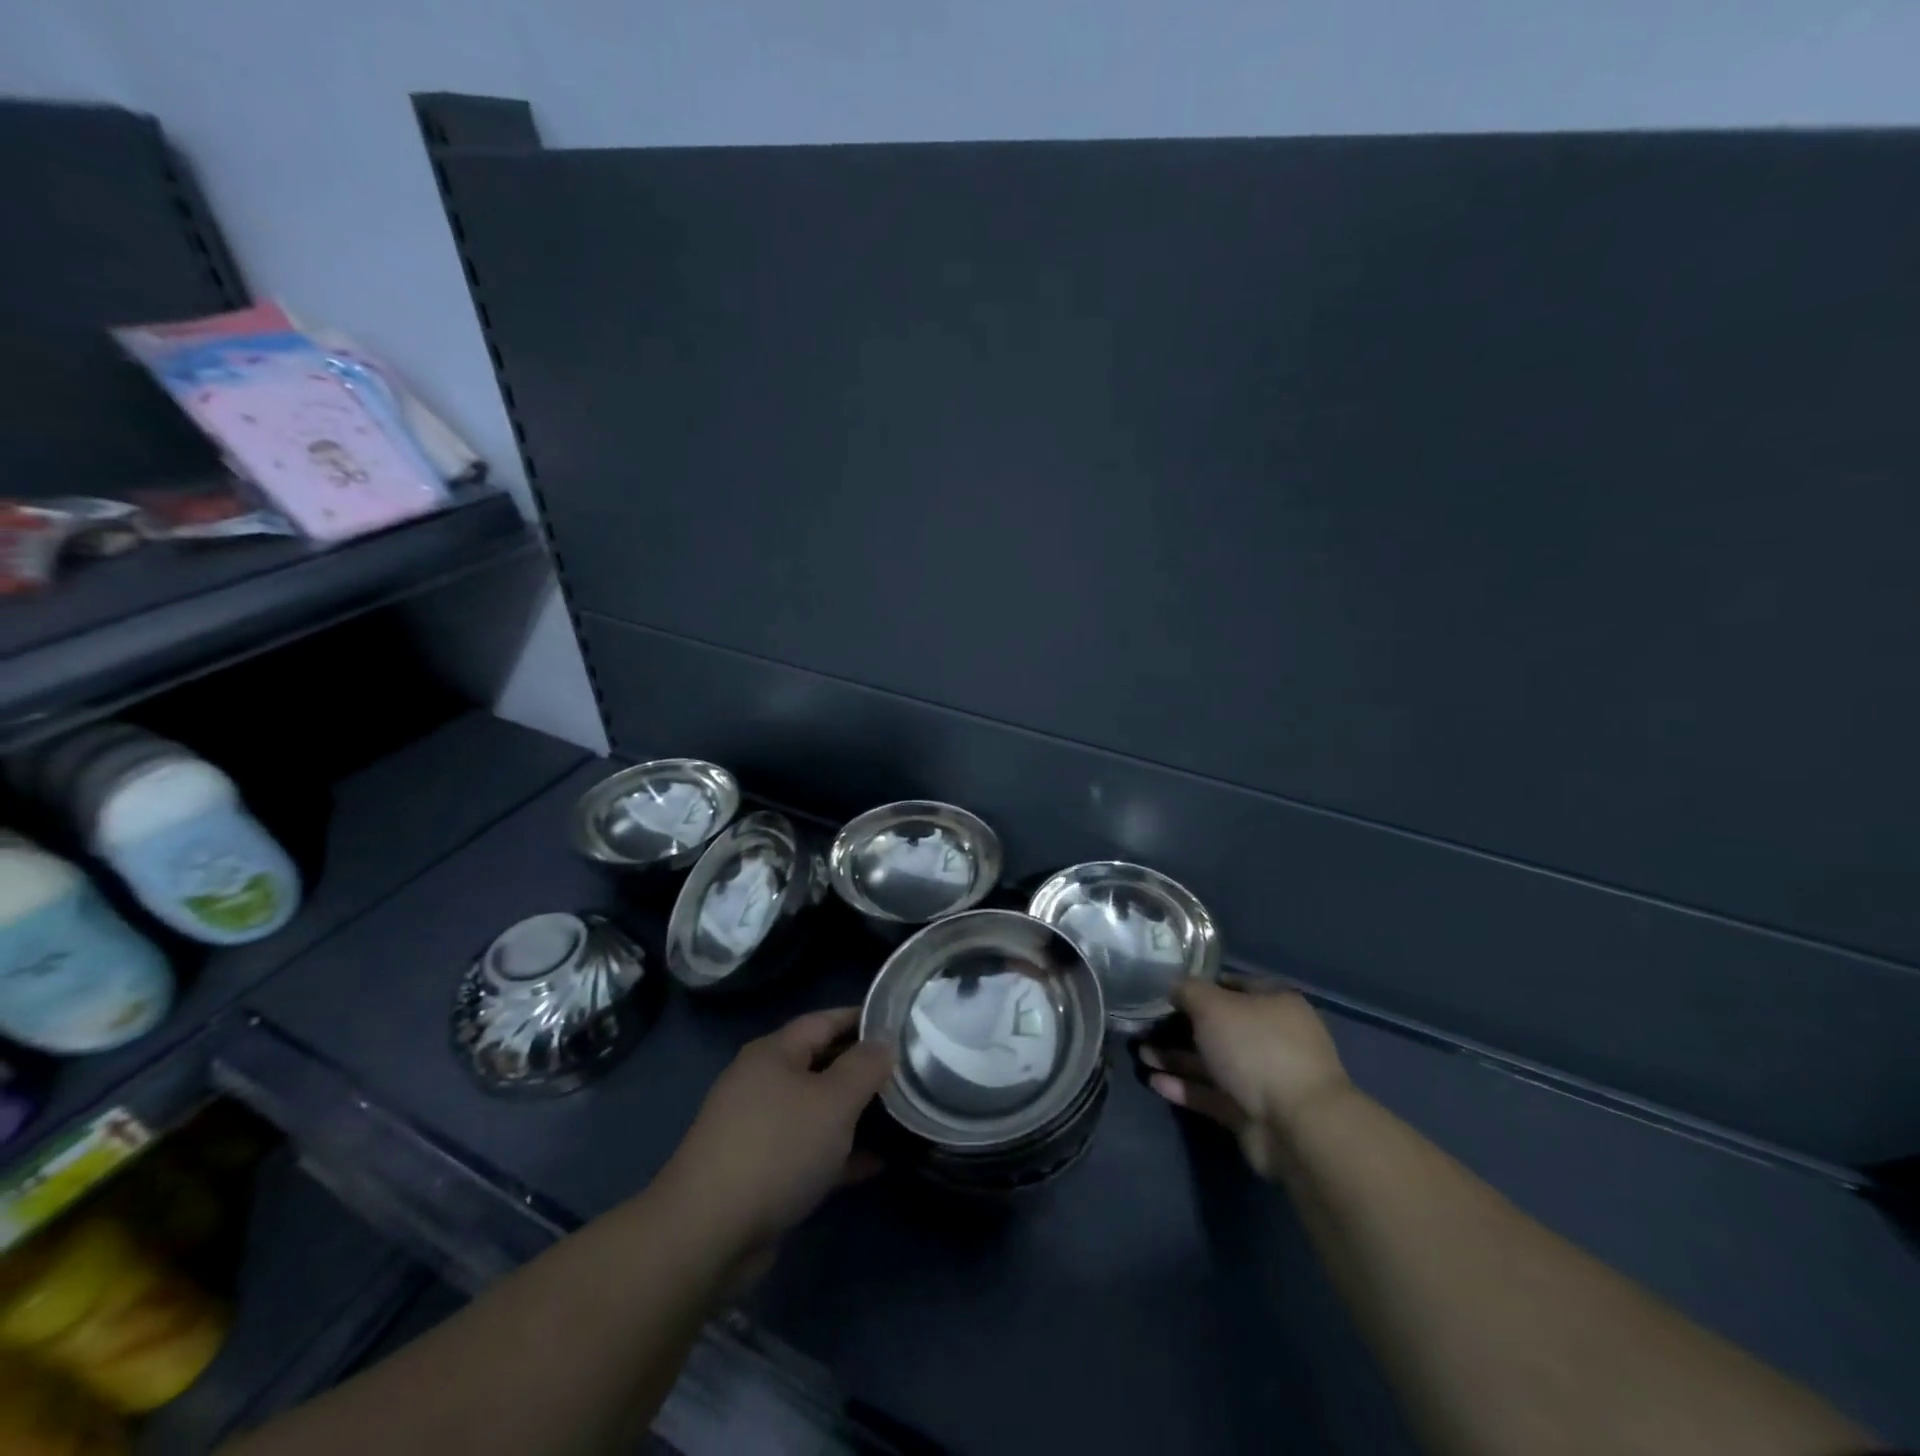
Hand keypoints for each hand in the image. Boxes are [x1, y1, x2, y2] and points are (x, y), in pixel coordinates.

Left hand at [658, 1008, 894, 1255]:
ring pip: (816, 1110)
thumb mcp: (833, 1101)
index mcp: (774, 1053)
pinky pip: (809, 1152)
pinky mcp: (760, 1173)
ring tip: (898, 1113)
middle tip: (905, 1070)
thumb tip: (883, 1043)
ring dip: (854, 1113)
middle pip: (820, 1064)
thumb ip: (864, 1067)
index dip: (862, 1018)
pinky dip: (840, 1154)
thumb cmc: (777, 1149)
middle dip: (861, 1067)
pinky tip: (876, 1163)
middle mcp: (763, 1083)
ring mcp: (759, 1129)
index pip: (824, 1020)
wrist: (707, 1234)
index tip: (901, 1022)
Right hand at [1140, 979, 1352, 1178]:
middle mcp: (1272, 1037)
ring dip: (1176, 1057)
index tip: (1166, 990)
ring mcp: (1263, 1077)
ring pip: (1212, 1062)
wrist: (1296, 1126)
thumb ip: (1188, 991)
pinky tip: (1154, 1081)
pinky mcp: (1250, 1112)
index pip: (1233, 985)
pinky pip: (1211, 1094)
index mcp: (1274, 1003)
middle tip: (1145, 1025)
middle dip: (1181, 1026)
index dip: (1200, 985)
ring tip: (1141, 1053)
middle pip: (1219, 1026)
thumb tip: (1173, 986)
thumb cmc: (1257, 1048)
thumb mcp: (1214, 1006)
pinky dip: (1184, 1087)